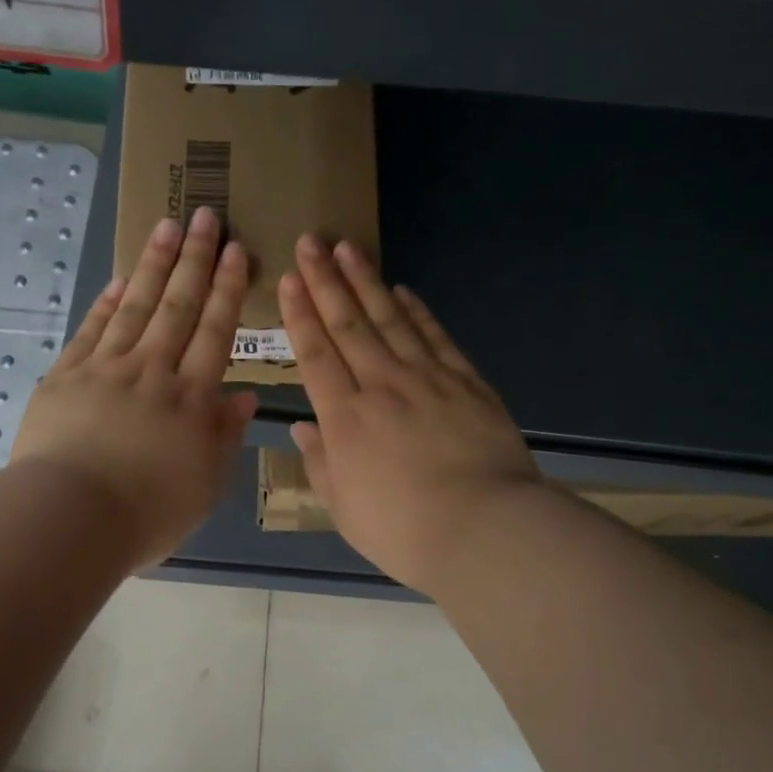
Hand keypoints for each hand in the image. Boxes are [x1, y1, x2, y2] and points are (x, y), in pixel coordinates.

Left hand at [12, 208, 256, 569]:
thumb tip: (245, 396)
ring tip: (166, 227)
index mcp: (191, 399)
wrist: (70, 518)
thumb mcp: (204, 485)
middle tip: (204, 216)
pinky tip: (118, 279)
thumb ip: (225, 436)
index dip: (228, 289)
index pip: (215, 331)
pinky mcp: (66, 375)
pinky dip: (107, 302)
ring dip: (152, 265)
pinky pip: (92, 329)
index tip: (237, 251)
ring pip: (135, 306)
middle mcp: (153, 371)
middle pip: (178, 306)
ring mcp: (106, 369)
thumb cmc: (147, 513)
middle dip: (194, 260)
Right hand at [280, 235, 539, 593]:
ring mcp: (427, 379)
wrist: (483, 529)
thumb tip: (303, 427)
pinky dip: (418, 311)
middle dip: (326, 280)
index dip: (300, 315)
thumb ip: (320, 463)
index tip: (290, 280)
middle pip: (348, 324)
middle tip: (311, 241)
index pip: (315, 355)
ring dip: (367, 282)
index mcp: (345, 418)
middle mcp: (381, 386)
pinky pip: (436, 337)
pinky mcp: (467, 383)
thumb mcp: (345, 508)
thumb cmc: (403, 530)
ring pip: (390, 319)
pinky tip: (404, 290)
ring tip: (349, 248)